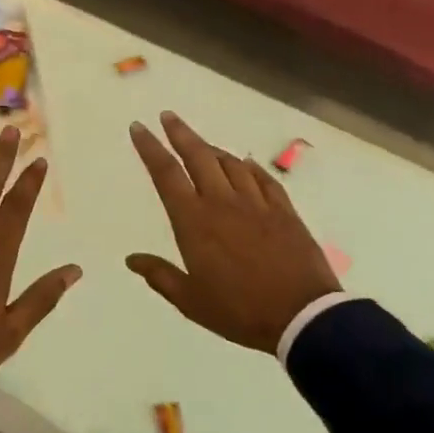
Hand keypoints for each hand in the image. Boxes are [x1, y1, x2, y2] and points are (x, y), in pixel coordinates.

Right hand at [127, 113, 340, 354]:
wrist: (301, 315)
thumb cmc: (239, 311)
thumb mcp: (191, 301)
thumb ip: (160, 276)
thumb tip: (131, 259)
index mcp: (194, 222)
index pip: (166, 174)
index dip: (150, 148)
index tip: (140, 128)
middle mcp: (222, 202)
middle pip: (198, 156)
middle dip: (180, 133)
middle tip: (168, 116)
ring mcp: (256, 203)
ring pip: (231, 163)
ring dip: (213, 150)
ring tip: (202, 145)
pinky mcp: (284, 210)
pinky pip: (263, 179)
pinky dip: (250, 167)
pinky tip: (245, 164)